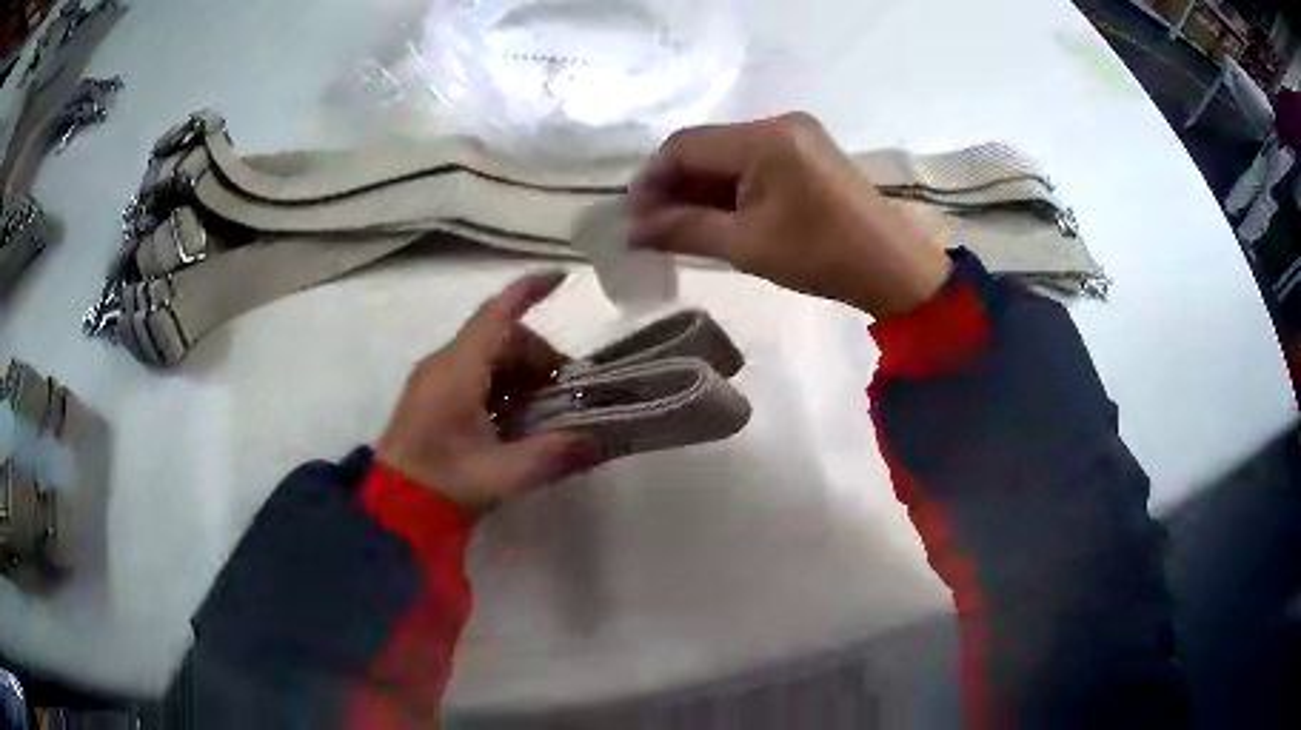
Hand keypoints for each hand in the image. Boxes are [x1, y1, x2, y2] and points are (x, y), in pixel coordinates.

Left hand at [376, 272, 601, 514]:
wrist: (392, 507)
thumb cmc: (443, 484)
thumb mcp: (502, 473)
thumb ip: (552, 454)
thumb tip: (598, 441)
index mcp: (457, 370)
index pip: (497, 314)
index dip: (529, 292)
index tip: (562, 279)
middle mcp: (444, 363)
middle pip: (501, 337)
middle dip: (539, 358)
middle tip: (566, 396)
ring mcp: (435, 379)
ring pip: (489, 356)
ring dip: (522, 375)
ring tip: (544, 415)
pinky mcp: (432, 396)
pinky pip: (475, 375)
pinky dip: (503, 387)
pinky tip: (515, 423)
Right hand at [630, 113, 951, 318]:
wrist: (893, 269)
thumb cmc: (821, 256)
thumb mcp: (745, 245)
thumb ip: (684, 230)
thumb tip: (632, 231)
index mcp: (764, 138)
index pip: (685, 146)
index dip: (651, 179)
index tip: (633, 218)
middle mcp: (779, 123)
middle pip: (706, 147)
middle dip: (675, 185)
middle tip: (653, 227)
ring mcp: (797, 134)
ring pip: (729, 155)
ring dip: (701, 188)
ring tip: (680, 226)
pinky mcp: (808, 151)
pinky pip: (754, 161)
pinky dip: (730, 187)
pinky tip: (717, 214)